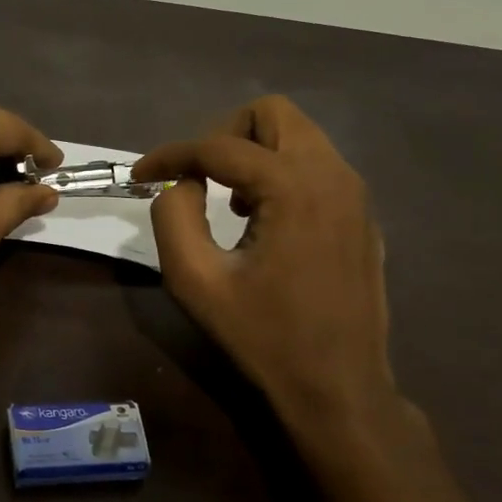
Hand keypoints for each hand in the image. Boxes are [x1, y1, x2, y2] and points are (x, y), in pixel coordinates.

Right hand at [133, 97, 412, 464]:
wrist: (338, 388)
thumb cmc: (263, 337)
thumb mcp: (195, 280)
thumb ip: (173, 216)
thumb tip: (181, 183)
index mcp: (293, 186)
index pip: (219, 146)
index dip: (170, 154)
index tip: (139, 174)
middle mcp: (333, 175)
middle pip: (272, 113)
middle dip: (223, 135)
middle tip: (197, 177)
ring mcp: (356, 194)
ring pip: (298, 136)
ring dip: (253, 154)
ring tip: (227, 203)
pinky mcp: (362, 216)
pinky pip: (316, 167)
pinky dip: (280, 174)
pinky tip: (263, 221)